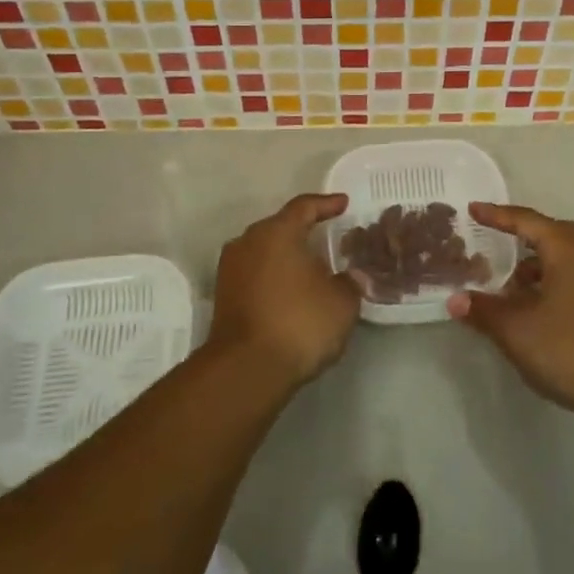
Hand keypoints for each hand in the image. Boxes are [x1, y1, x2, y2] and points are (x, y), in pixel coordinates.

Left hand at [210, 193, 359, 389]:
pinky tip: (290, 291)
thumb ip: (349, 282)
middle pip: (280, 227)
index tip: (343, 204)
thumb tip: (349, 276)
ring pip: (264, 251)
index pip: (304, 207)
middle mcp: (248, 241)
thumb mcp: (342, 302)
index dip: (326, 204)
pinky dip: (273, 276)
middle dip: (304, 231)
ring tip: (310, 267)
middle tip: (327, 238)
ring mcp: (231, 269)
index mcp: (278, 232)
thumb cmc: (299, 323)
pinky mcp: (223, 296)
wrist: (246, 369)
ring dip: (286, 256)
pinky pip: (255, 273)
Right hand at [448, 203, 573, 413]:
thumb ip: (483, 310)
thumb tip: (455, 300)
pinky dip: (549, 280)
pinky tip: (533, 305)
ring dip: (535, 262)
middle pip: (550, 233)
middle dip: (520, 235)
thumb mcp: (515, 329)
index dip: (497, 215)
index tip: (473, 210)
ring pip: (564, 257)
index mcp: (567, 250)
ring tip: (508, 282)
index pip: (527, 221)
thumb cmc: (567, 348)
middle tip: (492, 238)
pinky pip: (573, 275)